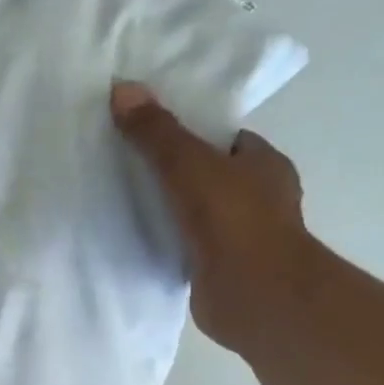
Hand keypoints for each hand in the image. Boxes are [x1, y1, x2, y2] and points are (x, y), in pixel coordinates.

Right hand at [110, 81, 310, 351]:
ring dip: (166, 207)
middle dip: (172, 171)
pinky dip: (163, 239)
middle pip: (208, 174)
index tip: (149, 132)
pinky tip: (131, 235)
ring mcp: (240, 236)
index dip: (190, 132)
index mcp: (265, 165)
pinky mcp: (219, 268)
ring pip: (196, 210)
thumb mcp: (189, 164)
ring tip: (118, 197)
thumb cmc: (234, 220)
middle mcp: (258, 198)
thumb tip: (122, 87)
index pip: (225, 139)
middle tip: (124, 162)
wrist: (256, 296)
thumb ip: (156, 131)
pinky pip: (185, 243)